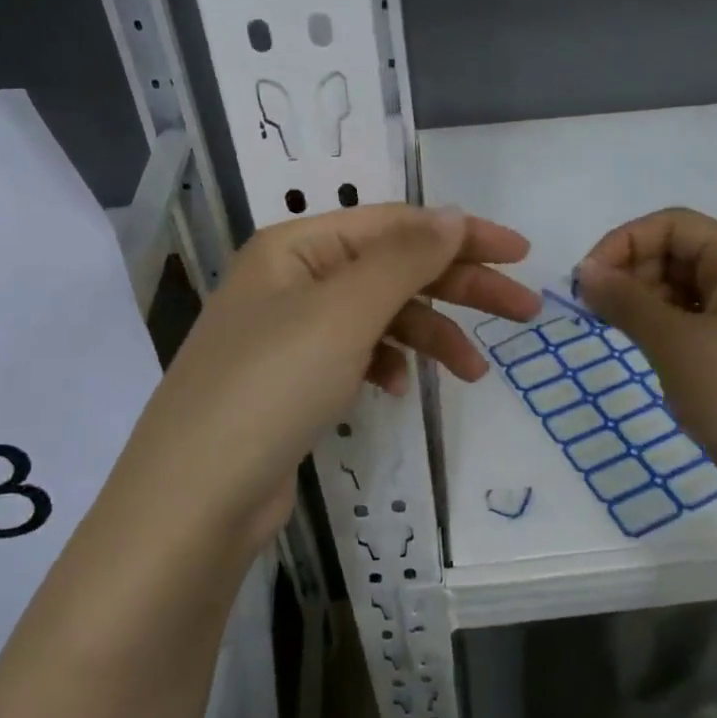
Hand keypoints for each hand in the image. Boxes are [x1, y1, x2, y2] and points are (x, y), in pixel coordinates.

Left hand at [123, 204, 540, 544]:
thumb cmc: (271, 388)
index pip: (396, 224)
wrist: (193, 502)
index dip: (462, 235)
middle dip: (460, 287)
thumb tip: (453, 214)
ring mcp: (290, 331)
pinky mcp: (293, 380)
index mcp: (298, 246)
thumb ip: (405, 257)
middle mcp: (292, 278)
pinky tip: (401, 389)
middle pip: (394, 267)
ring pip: (381, 315)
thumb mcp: (344, 312)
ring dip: (430, 335)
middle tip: (523, 312)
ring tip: (474, 372)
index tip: (521, 255)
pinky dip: (388, 363)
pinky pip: (358, 354)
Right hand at [575, 208, 716, 492]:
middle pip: (682, 254)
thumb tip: (586, 272)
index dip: (623, 242)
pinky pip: (704, 328)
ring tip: (620, 336)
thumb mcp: (677, 344)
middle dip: (632, 273)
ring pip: (690, 293)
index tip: (586, 282)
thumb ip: (626, 300)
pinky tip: (655, 360)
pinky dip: (671, 333)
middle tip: (596, 313)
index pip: (673, 225)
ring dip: (648, 305)